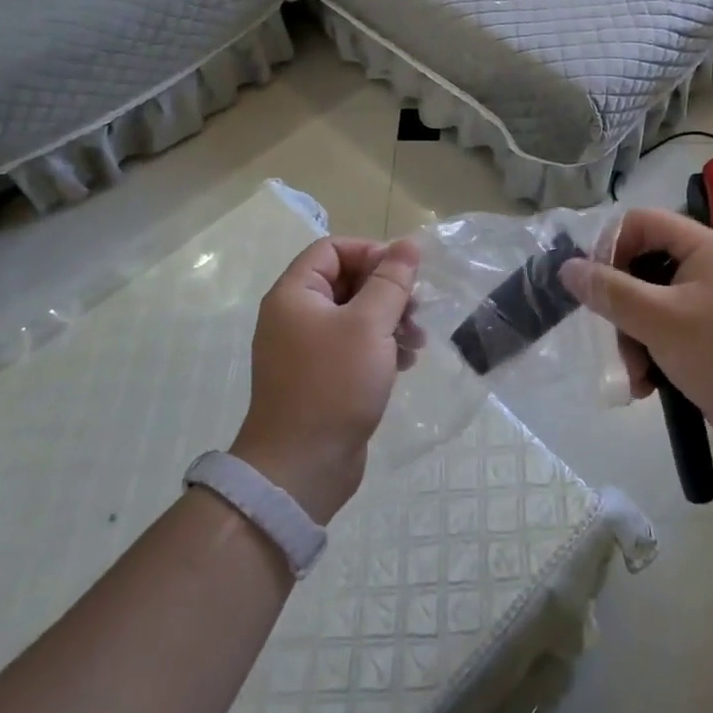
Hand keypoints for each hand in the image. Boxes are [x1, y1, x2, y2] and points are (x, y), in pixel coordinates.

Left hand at [232, 236, 419, 523]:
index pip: (332, 249)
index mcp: (294, 294)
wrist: (301, 468)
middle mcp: (295, 315)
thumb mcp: (369, 325)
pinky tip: (404, 363)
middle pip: (346, 281)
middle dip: (386, 290)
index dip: (370, 252)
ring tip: (418, 340)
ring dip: (389, 320)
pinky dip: (380, 347)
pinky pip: (353, 346)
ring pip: (354, 315)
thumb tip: (408, 244)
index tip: (403, 273)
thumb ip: (391, 281)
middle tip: (416, 308)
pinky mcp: (320, 377)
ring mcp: (306, 349)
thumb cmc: (333, 384)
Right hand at [562, 209, 712, 468]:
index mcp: (700, 247)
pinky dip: (650, 357)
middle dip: (620, 307)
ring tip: (636, 376)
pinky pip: (663, 335)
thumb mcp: (661, 320)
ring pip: (647, 306)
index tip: (592, 284)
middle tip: (613, 337)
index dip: (610, 246)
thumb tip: (567, 267)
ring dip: (632, 340)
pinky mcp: (708, 340)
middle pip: (639, 267)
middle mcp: (703, 268)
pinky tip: (646, 387)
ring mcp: (706, 306)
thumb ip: (611, 292)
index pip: (640, 222)